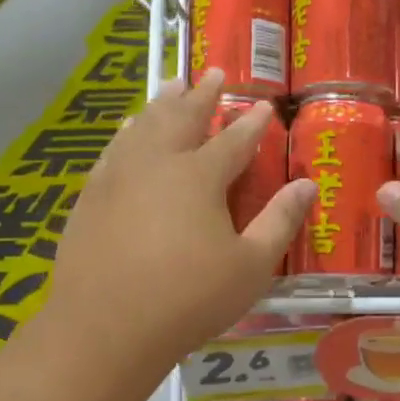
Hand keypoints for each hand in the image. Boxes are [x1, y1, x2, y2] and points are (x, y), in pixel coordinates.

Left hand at [44, 70, 313, 368]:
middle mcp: (157, 163)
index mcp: (199, 176)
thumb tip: (308, 184)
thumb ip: (280, 220)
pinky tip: (128, 130)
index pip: (234, 139)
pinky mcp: (91, 196)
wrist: (105, 328)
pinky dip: (128, 131)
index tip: (264, 105)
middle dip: (202, 94)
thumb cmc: (189, 299)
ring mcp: (118, 176)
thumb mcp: (251, 266)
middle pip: (183, 117)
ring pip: (144, 125)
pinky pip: (113, 148)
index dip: (252, 122)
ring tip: (173, 84)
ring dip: (162, 102)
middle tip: (213, 72)